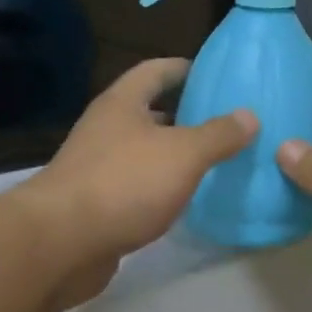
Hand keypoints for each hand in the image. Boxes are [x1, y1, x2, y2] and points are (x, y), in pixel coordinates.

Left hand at [16, 58, 256, 302]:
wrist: (62, 243)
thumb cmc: (124, 183)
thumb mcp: (183, 154)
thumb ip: (218, 134)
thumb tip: (249, 115)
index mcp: (122, 104)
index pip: (154, 71)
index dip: (184, 68)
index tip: (214, 74)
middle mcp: (105, 129)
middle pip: (148, 111)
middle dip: (184, 114)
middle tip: (225, 122)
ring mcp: (97, 168)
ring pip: (143, 152)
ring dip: (173, 154)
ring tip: (214, 160)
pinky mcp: (96, 205)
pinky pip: (136, 186)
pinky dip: (161, 188)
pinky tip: (185, 200)